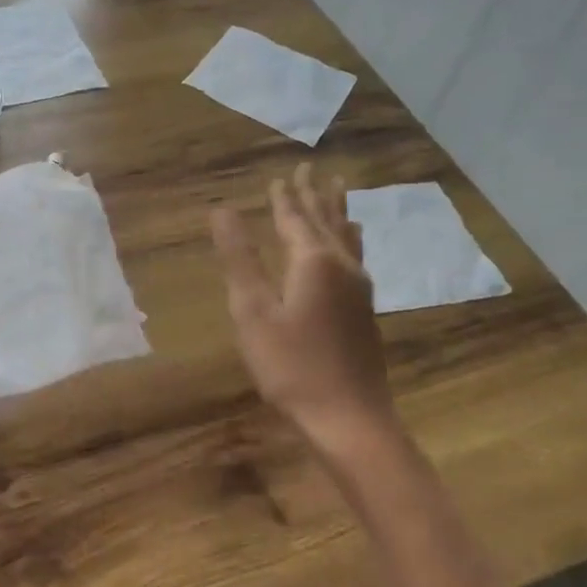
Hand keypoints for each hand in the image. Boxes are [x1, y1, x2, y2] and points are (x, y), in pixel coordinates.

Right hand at [212, 164, 397, 447]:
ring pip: (346, 237)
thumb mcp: (253, 312)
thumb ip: (239, 259)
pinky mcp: (364, 310)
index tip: (280, 175)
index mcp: (313, 262)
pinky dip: (348, 237)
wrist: (349, 418)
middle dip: (314, 195)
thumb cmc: (291, 365)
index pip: (294, 218)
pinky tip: (352, 245)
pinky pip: (355, 256)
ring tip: (339, 191)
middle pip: (326, 221)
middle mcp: (342, 266)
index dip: (284, 198)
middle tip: (311, 168)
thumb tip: (222, 211)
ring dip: (337, 212)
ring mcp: (359, 289)